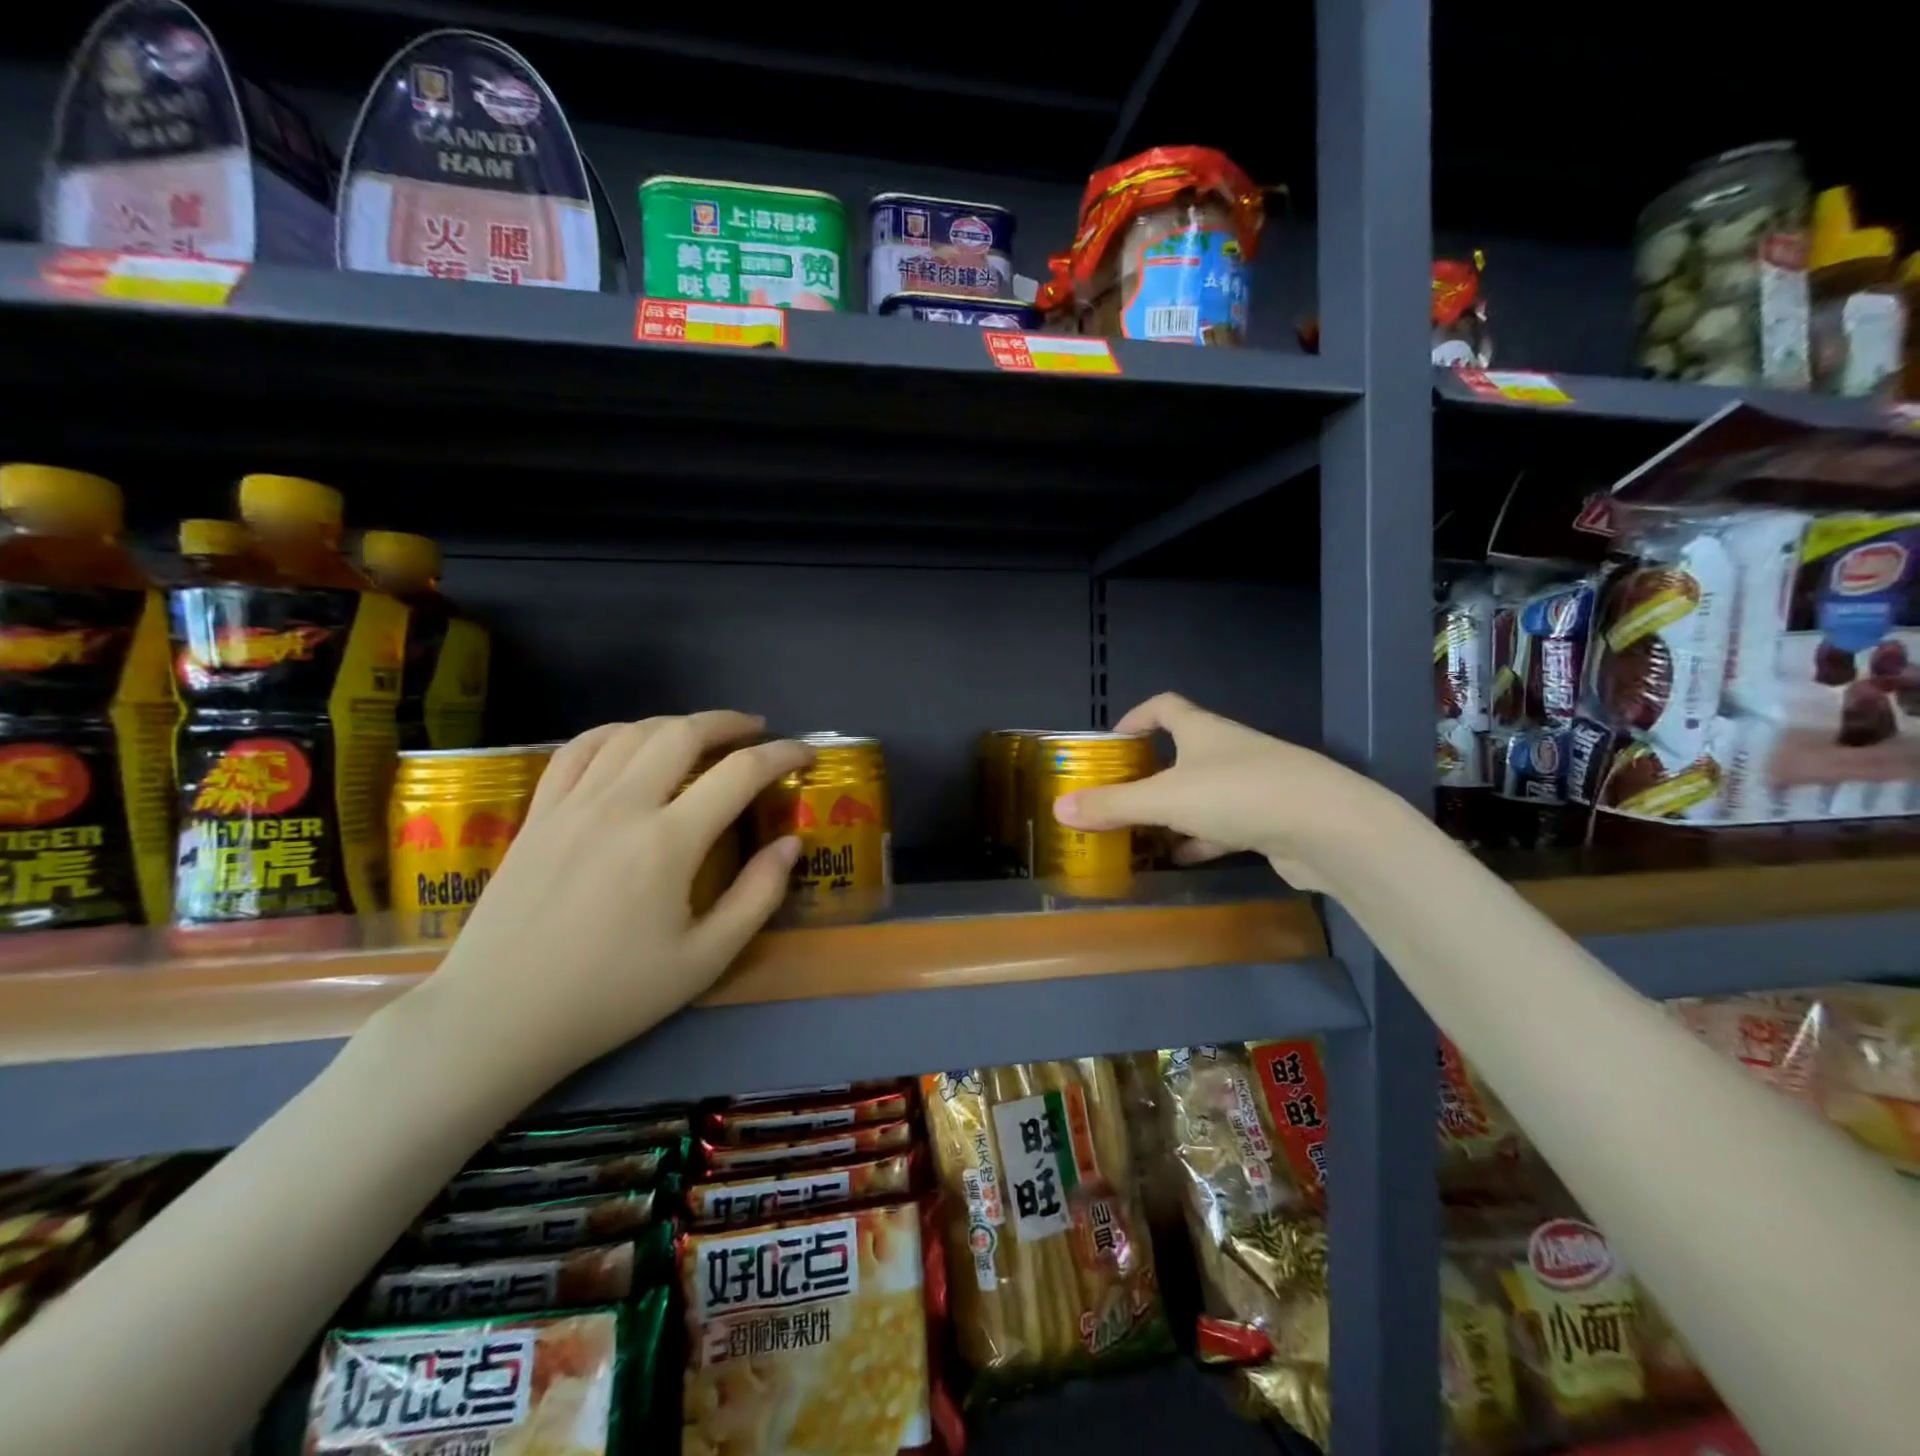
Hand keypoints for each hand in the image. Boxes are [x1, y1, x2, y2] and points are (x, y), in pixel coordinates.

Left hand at [395, 712, 809, 1091]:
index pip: (740, 773)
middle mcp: (621, 807)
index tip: (805, 753)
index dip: (782, 755)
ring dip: (677, 723)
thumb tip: (791, 844)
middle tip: (757, 730)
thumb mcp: (704, 960)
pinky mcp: (538, 814)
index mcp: (668, 843)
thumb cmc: (610, 995)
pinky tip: (631, 741)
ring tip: (703, 734)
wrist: (498, 1018)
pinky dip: (615, 733)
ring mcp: (572, 805)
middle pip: (682, 733)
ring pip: (631, 734)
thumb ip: (757, 896)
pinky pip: (578, 750)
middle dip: (729, 723)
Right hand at [1051, 693, 1388, 888]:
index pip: (1165, 707)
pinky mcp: (1271, 820)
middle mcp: (1229, 751)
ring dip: (1173, 813)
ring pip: (1202, 794)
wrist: (1330, 828)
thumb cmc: (1239, 794)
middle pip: (1181, 753)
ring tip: (1141, 836)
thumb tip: (1060, 809)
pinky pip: (1224, 825)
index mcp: (1203, 731)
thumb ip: (1113, 804)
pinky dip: (1200, 838)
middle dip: (1149, 775)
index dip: (1136, 718)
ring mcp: (1254, 785)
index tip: (1113, 743)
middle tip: (1118, 799)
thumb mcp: (1165, 798)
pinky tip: (1182, 858)